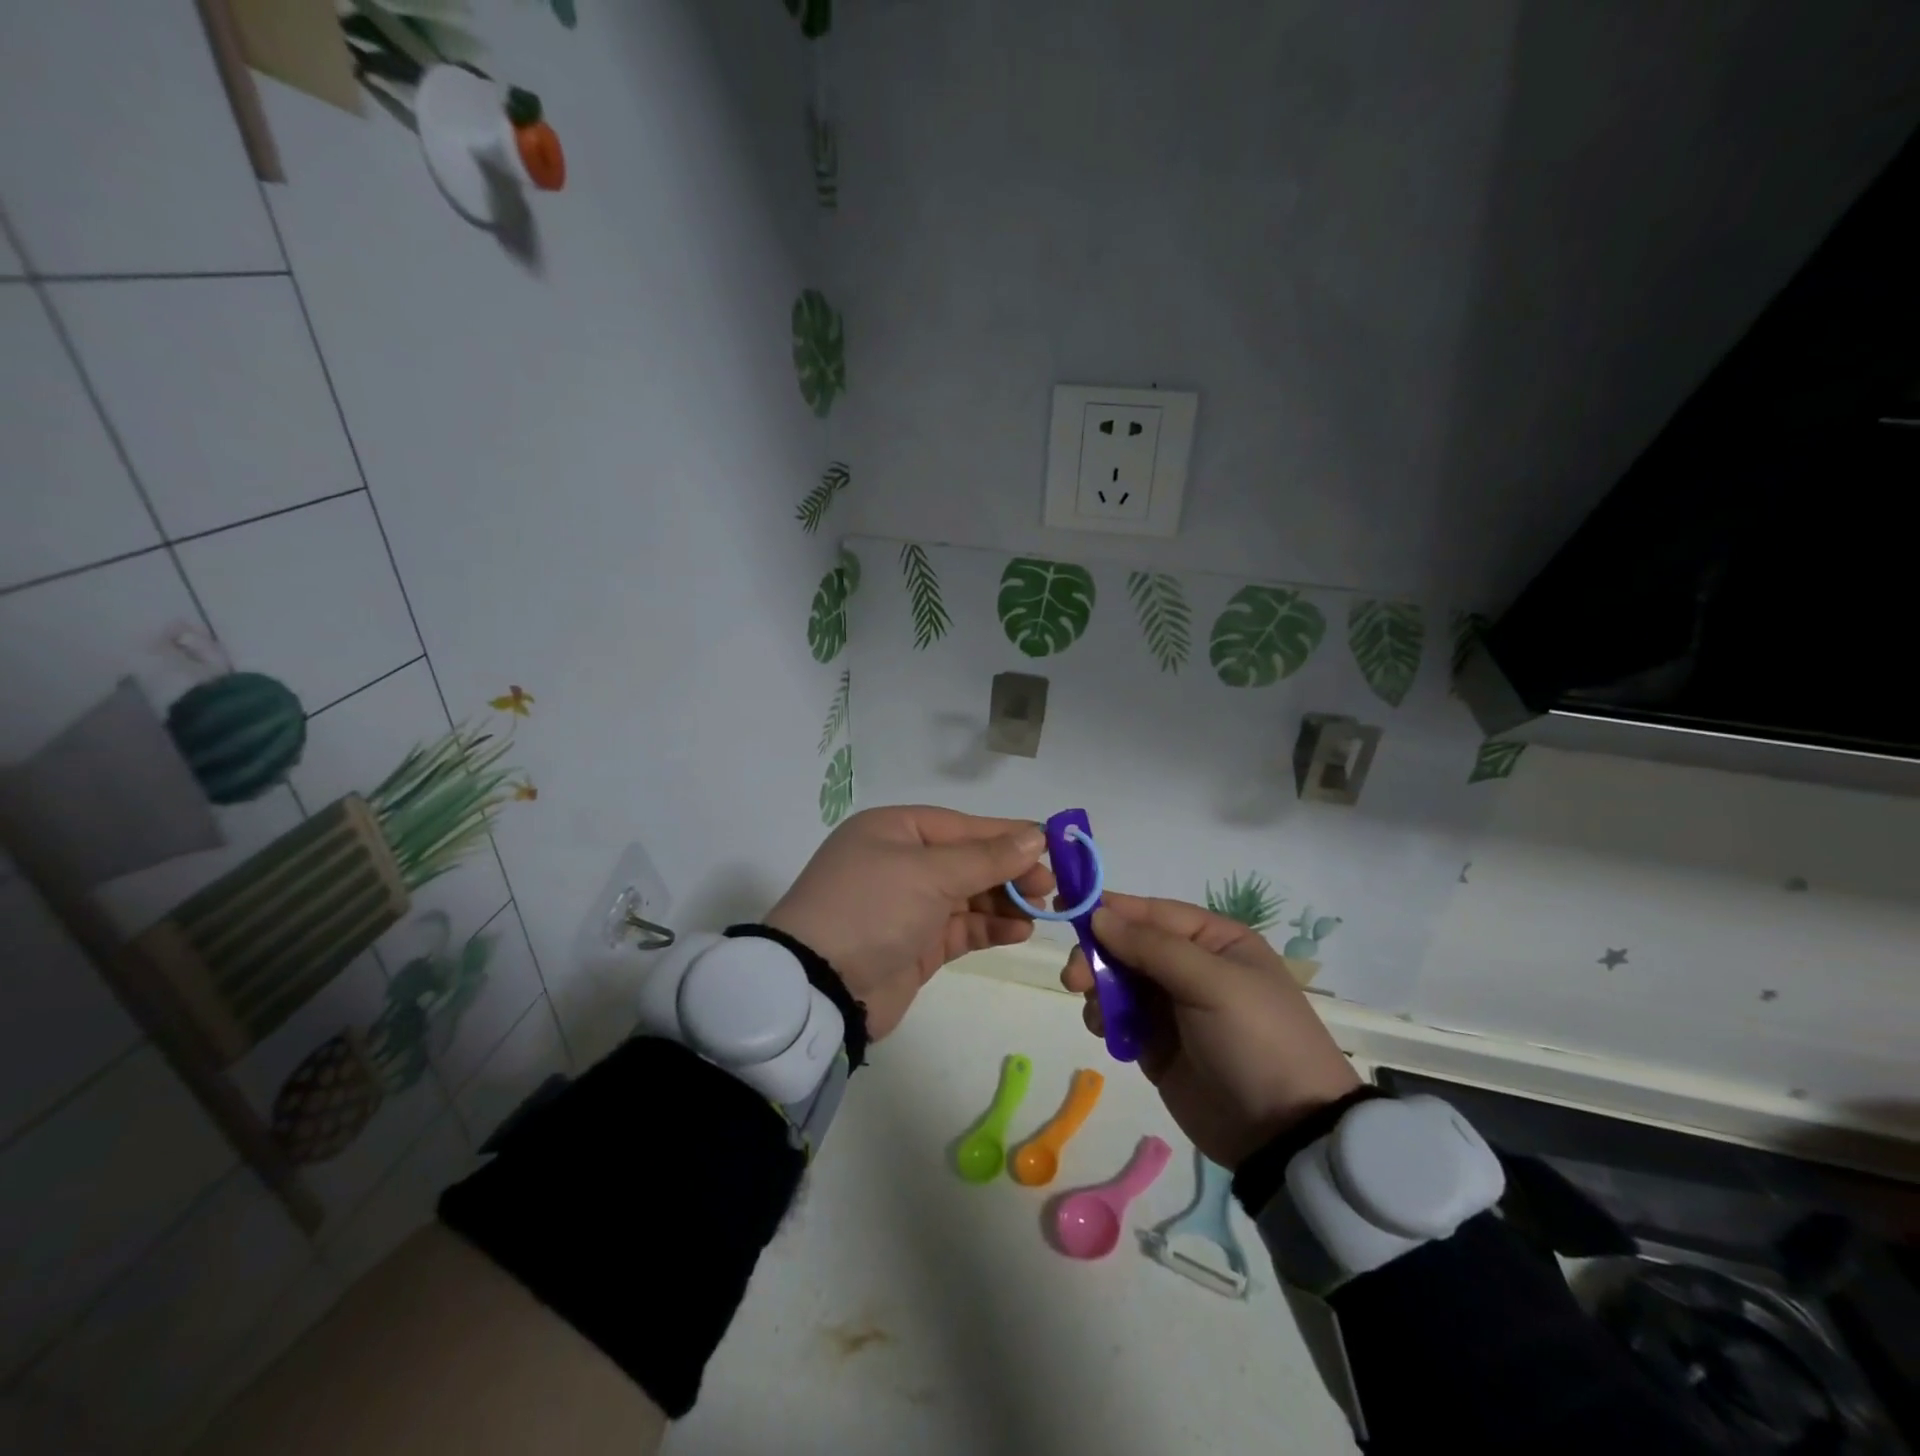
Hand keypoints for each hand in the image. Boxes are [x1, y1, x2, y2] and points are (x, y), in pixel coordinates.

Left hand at [766, 806, 1053, 1039]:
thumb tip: (1036, 836)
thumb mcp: (929, 873)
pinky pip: (963, 928)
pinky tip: (1020, 931)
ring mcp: (909, 905)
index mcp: (894, 830)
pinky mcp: (917, 944)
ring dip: (1005, 901)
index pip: (962, 826)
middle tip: (1049, 887)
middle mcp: (900, 862)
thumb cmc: (872, 908)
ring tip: (1040, 911)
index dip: (1006, 835)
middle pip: (968, 860)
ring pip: (969, 895)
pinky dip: (991, 928)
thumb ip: (987, 857)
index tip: (1050, 845)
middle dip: (1009, 871)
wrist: (819, 987)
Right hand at [1061, 893, 1359, 1166]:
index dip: (1109, 909)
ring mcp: (1172, 1006)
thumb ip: (1152, 946)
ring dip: (1098, 988)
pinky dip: (1104, 1018)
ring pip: (1116, 979)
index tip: (1065, 909)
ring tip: (1098, 1014)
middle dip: (1097, 955)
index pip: (1151, 912)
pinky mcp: (1156, 1043)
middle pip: (1127, 944)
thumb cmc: (1256, 1040)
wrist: (1284, 1134)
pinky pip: (1117, 1016)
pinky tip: (1105, 1031)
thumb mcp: (1212, 983)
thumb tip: (1099, 915)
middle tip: (1074, 978)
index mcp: (1215, 940)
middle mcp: (1191, 966)